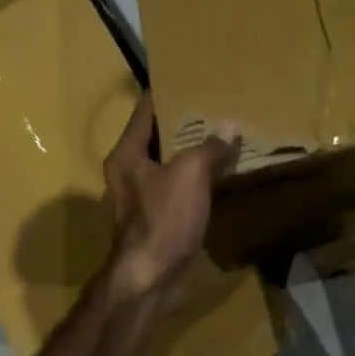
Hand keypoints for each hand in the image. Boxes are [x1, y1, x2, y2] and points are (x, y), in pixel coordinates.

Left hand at [103, 95, 235, 301]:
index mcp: (126, 153)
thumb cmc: (163, 220)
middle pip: (155, 136)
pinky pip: (174, 186)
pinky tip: (216, 175)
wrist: (147, 279)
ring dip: (189, 151)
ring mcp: (138, 197)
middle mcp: (126, 171)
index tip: (188, 76)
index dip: (166, 91)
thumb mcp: (190, 175)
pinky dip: (192, 177)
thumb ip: (209, 148)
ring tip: (220, 135)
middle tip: (214, 104)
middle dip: (182, 121)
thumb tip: (228, 128)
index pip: (145, 109)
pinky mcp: (152, 218)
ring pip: (166, 163)